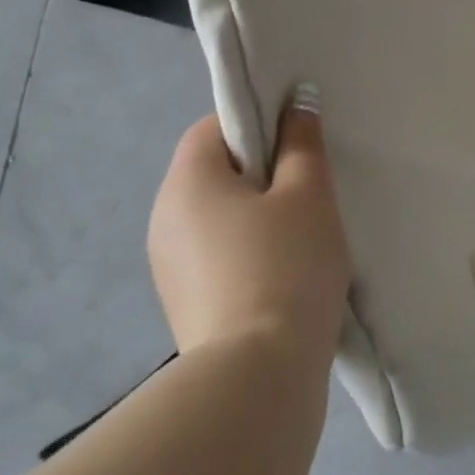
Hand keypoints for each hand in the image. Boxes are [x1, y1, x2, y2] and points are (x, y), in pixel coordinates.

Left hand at [147, 93, 351, 356]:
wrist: (258, 373)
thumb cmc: (287, 266)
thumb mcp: (308, 193)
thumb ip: (303, 142)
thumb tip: (297, 100)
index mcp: (187, 182)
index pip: (215, 128)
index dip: (260, 125)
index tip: (300, 146)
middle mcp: (164, 218)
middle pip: (215, 173)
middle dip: (263, 174)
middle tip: (311, 190)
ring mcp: (168, 265)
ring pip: (218, 217)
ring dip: (257, 216)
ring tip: (304, 237)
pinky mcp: (184, 302)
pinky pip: (218, 255)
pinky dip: (248, 253)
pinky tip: (284, 274)